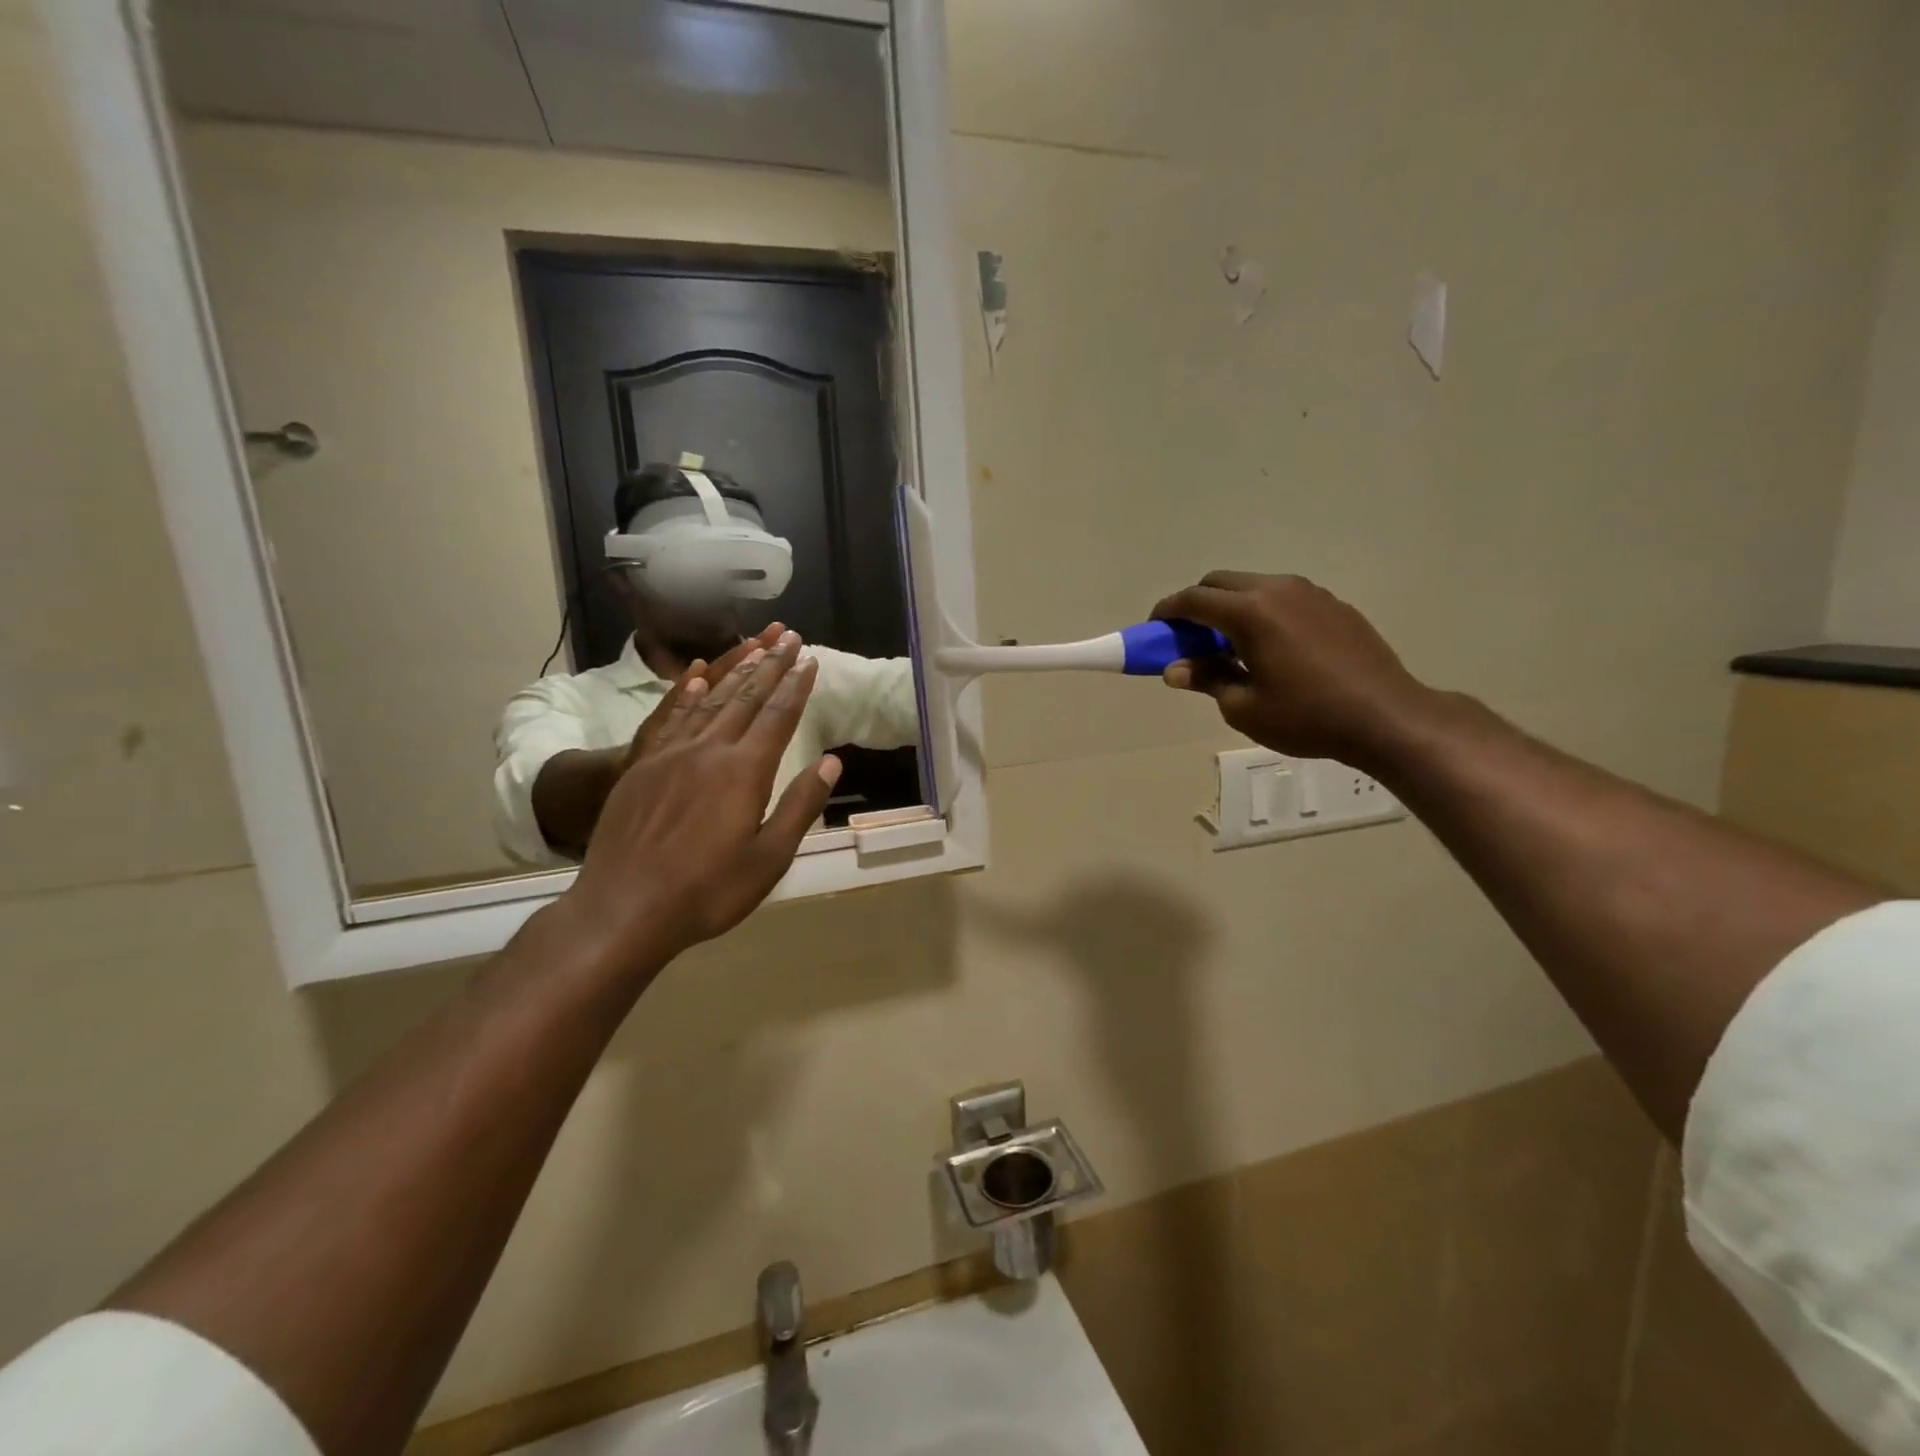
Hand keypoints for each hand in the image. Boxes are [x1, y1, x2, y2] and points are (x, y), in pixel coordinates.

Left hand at [564, 631, 840, 971]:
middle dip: (771, 665)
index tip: (810, 658)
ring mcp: (670, 754)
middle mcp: (708, 750)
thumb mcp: (769, 859)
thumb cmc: (707, 891)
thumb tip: (831, 761)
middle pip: (746, 697)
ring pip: (709, 699)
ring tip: (755, 646)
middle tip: (789, 637)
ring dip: (735, 670)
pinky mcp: (642, 766)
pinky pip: (669, 716)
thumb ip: (801, 805)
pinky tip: (695, 675)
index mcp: (744, 771)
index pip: (778, 716)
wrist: (622, 909)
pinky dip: (686, 691)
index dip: (796, 685)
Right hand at [1152, 572, 1434, 767]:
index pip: (1193, 599)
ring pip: (1253, 586)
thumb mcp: (1243, 707)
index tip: (1154, 628)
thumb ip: (1206, 678)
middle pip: (1220, 582)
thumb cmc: (1306, 717)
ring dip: (1230, 607)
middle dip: (1196, 604)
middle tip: (1188, 638)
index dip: (1167, 612)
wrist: (1386, 717)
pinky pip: (1284, 597)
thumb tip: (1175, 668)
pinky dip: (1262, 612)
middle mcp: (1278, 589)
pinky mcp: (1334, 604)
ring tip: (1229, 645)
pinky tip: (1270, 648)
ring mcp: (1310, 593)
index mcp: (1250, 612)